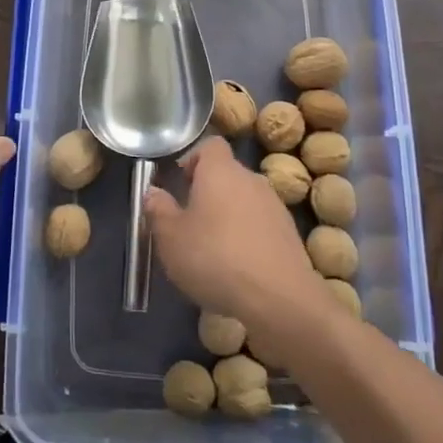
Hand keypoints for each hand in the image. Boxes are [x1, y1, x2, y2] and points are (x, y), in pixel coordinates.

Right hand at [143, 137, 333, 351]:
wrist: (279, 298)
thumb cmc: (216, 258)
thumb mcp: (171, 238)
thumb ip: (158, 210)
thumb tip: (153, 192)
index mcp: (221, 170)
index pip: (210, 145)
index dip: (194, 158)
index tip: (181, 184)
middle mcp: (250, 179)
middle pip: (227, 174)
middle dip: (209, 192)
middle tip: (190, 222)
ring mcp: (274, 206)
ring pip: (244, 201)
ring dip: (229, 216)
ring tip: (213, 250)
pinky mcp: (289, 234)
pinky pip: (261, 225)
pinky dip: (248, 238)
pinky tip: (238, 268)